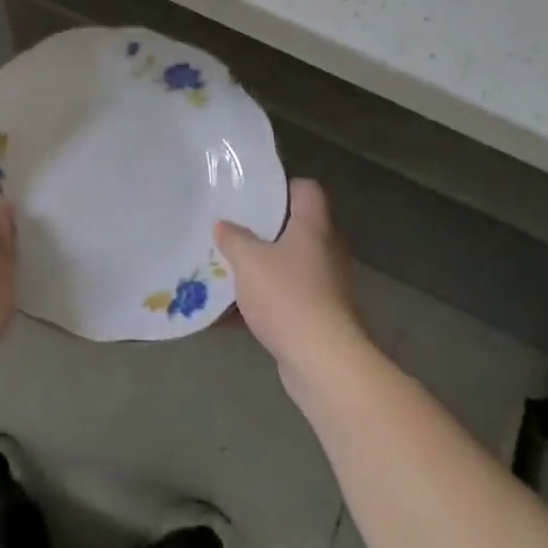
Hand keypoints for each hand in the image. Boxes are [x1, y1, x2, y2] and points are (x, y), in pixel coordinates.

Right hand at [216, 179, 366, 381]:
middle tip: (229, 227)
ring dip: (258, 268)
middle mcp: (324, 251)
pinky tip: (225, 311)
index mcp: (313, 227)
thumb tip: (223, 225)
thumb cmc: (287, 297)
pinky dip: (258, 302)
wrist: (322, 362)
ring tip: (223, 266)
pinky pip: (282, 299)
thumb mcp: (248, 261)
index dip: (282, 186)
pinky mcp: (316, 317)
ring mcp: (323, 286)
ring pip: (285, 266)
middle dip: (260, 230)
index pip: (306, 189)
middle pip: (293, 228)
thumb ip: (233, 238)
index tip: (252, 192)